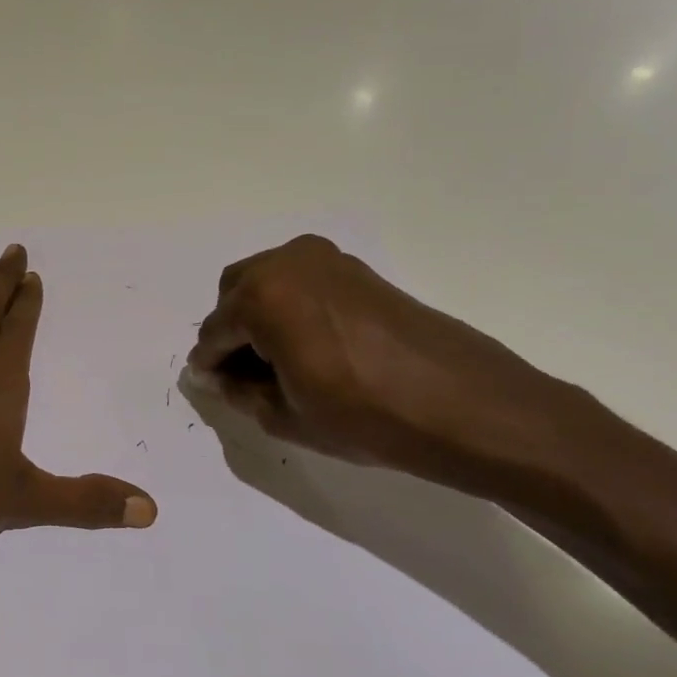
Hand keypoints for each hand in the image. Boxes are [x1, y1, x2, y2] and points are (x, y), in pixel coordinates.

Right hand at [187, 235, 575, 488]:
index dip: (210, 364)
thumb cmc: (365, 416)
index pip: (214, 331)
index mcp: (261, 297)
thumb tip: (220, 377)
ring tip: (280, 363)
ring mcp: (326, 259)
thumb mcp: (286, 416)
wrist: (466, 405)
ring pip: (267, 283)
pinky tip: (310, 347)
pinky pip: (301, 282)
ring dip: (260, 316)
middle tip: (246, 375)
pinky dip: (291, 307)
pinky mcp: (356, 269)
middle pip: (235, 294)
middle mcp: (287, 263)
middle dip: (232, 331)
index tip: (213, 387)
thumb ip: (239, 392)